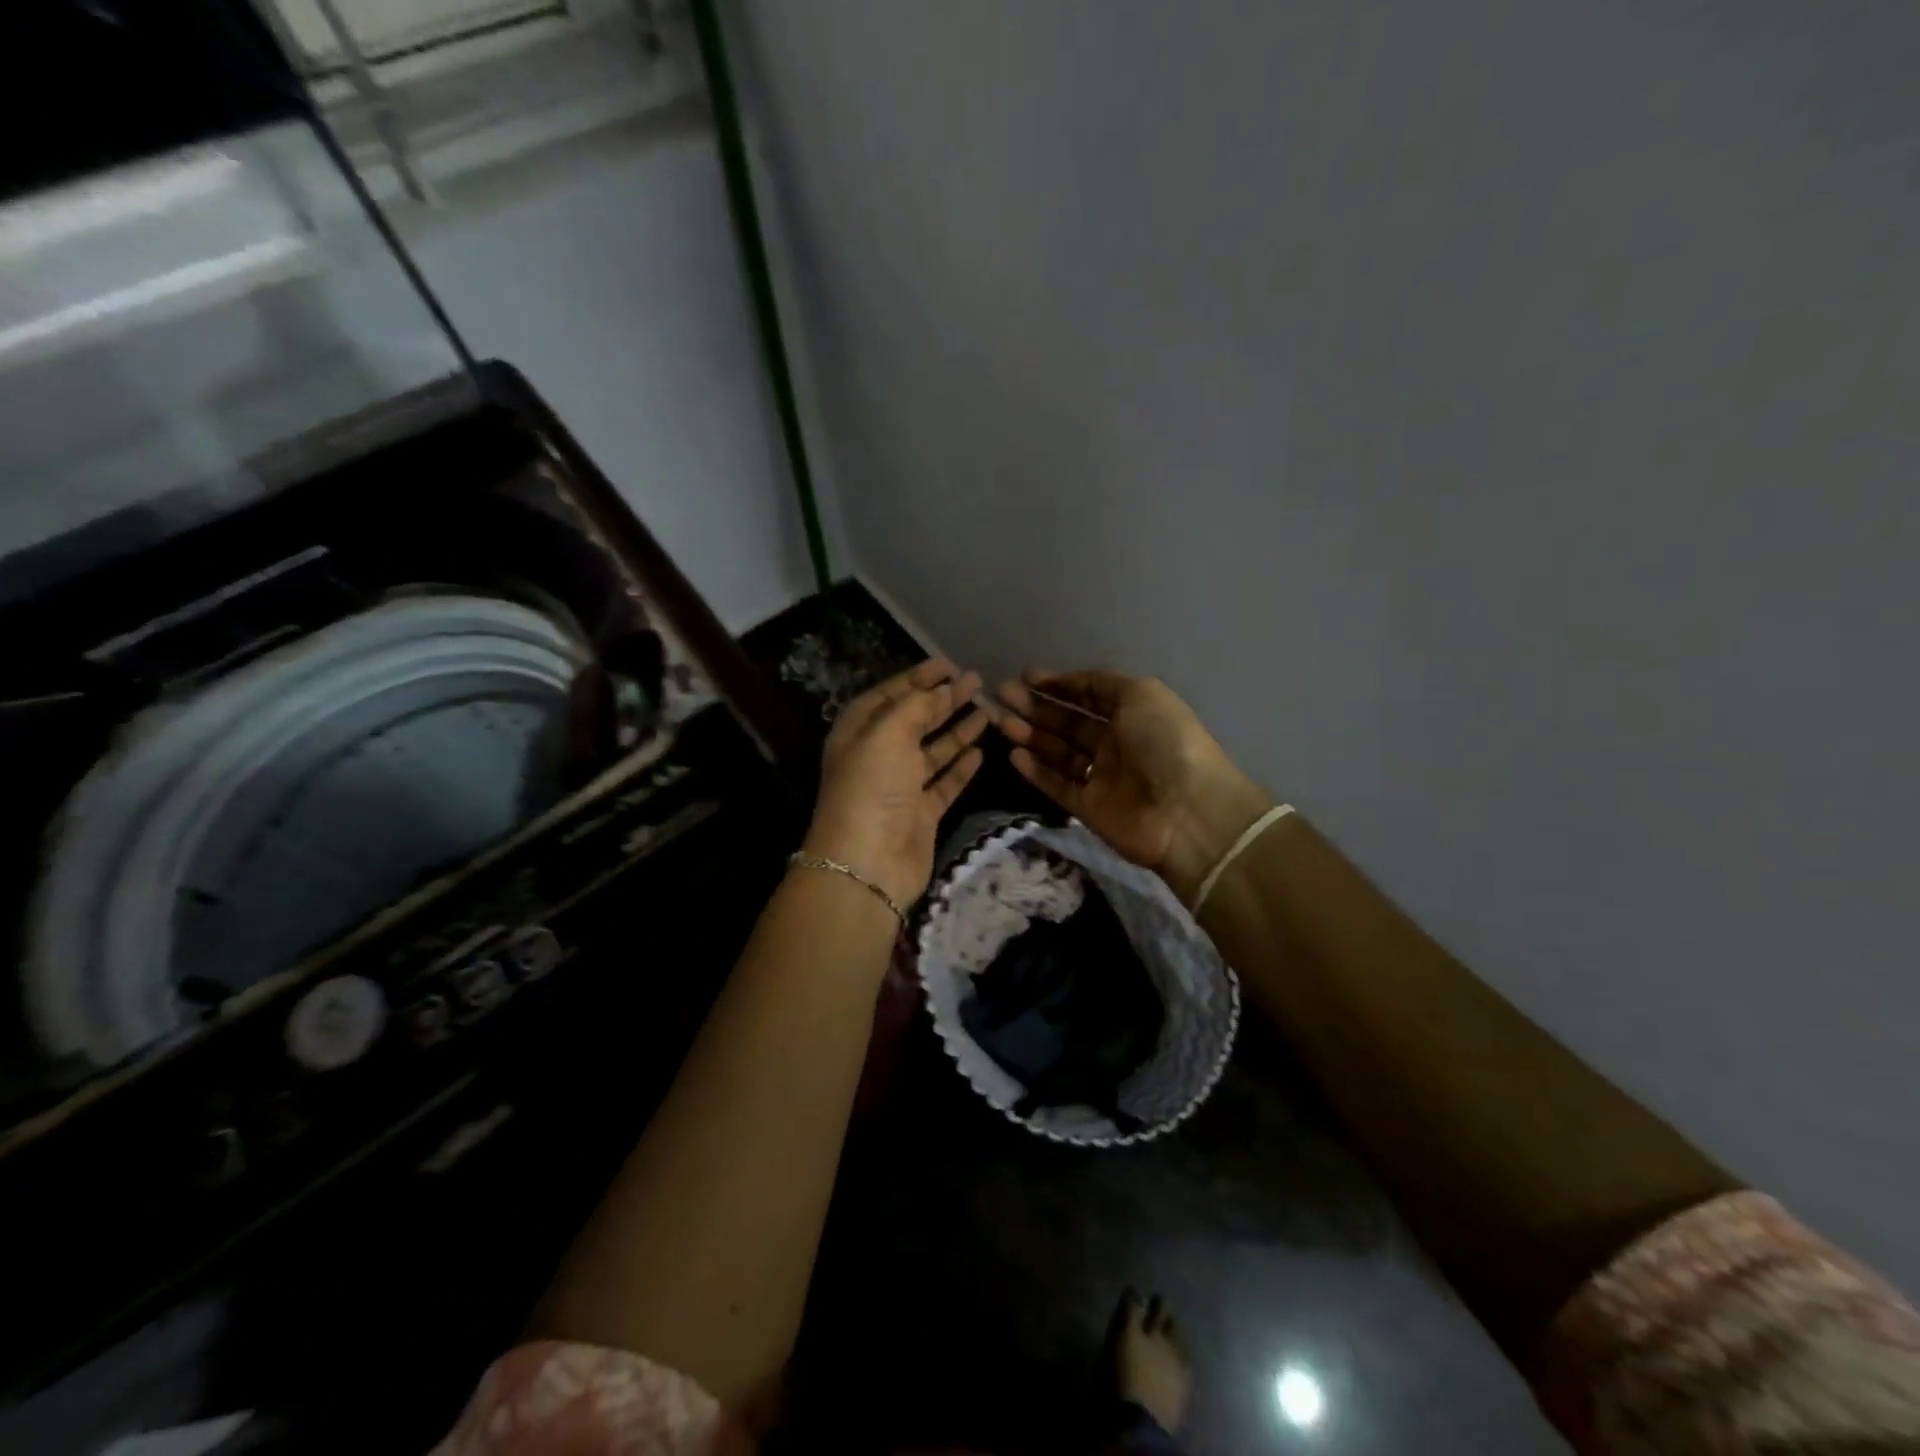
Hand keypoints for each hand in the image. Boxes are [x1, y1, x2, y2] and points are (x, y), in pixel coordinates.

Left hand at [803, 658, 987, 908]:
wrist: (869, 862)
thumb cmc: (872, 787)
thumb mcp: (888, 733)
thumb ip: (916, 705)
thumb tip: (940, 690)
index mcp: (859, 732)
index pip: (890, 695)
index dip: (918, 677)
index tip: (948, 664)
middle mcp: (878, 756)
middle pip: (914, 719)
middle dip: (942, 699)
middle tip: (975, 680)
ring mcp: (900, 787)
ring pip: (933, 750)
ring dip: (957, 729)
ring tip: (986, 709)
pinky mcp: (921, 813)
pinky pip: (944, 782)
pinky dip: (961, 767)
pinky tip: (981, 750)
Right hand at [993, 669, 1272, 905]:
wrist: (1188, 811)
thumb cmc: (1166, 742)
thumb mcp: (1141, 694)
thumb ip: (1103, 683)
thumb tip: (1070, 681)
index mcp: (1132, 714)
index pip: (1088, 695)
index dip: (1059, 684)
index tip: (1026, 676)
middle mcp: (1115, 743)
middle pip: (1067, 722)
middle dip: (1035, 706)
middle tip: (1002, 694)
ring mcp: (1101, 777)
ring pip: (1058, 752)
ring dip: (1030, 734)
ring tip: (1000, 720)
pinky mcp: (1088, 808)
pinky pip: (1057, 785)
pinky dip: (1035, 770)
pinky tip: (1013, 754)